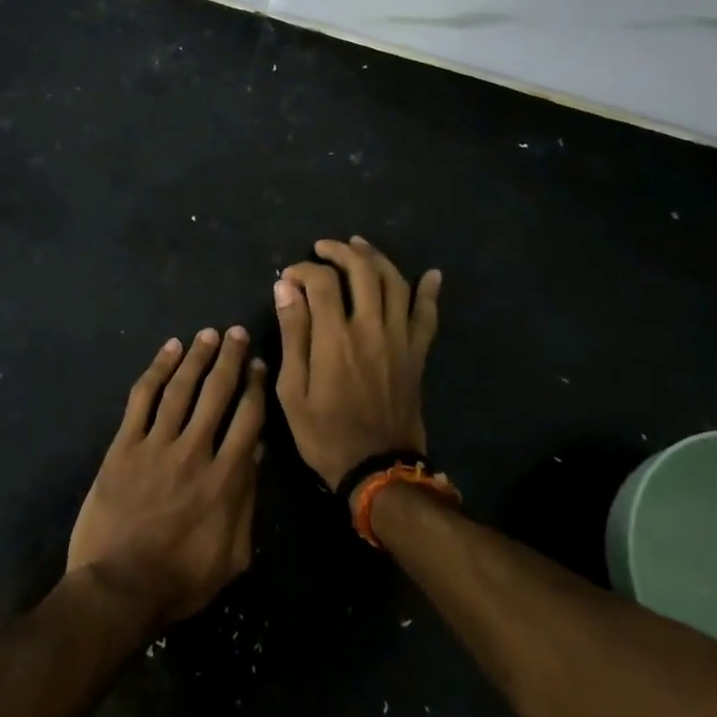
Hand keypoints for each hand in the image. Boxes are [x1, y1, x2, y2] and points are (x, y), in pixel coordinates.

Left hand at [66, 328, 265, 627]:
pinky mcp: (124, 445)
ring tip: (208, 334)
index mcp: (225, 478)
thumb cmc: (180, 579)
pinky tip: (168, 350)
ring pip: (181, 388)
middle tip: (237, 333)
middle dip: (230, 359)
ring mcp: (156, 444)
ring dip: (197, 357)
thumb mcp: (232, 554)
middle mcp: (195, 451)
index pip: (248, 419)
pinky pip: (142, 398)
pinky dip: (156, 370)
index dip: (255, 387)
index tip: (258, 365)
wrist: (118, 587)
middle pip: (217, 393)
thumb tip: (258, 453)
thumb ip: (247, 501)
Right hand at [273, 237, 440, 494]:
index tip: (289, 278)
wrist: (377, 469)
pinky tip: (431, 274)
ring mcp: (399, 339)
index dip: (303, 270)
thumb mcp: (292, 390)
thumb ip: (292, 333)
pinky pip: (427, 316)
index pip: (322, 282)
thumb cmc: (325, 433)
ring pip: (395, 283)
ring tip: (359, 246)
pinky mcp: (417, 353)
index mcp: (336, 338)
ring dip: (376, 258)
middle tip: (323, 248)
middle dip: (340, 252)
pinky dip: (429, 292)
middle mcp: (371, 328)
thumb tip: (285, 287)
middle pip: (362, 271)